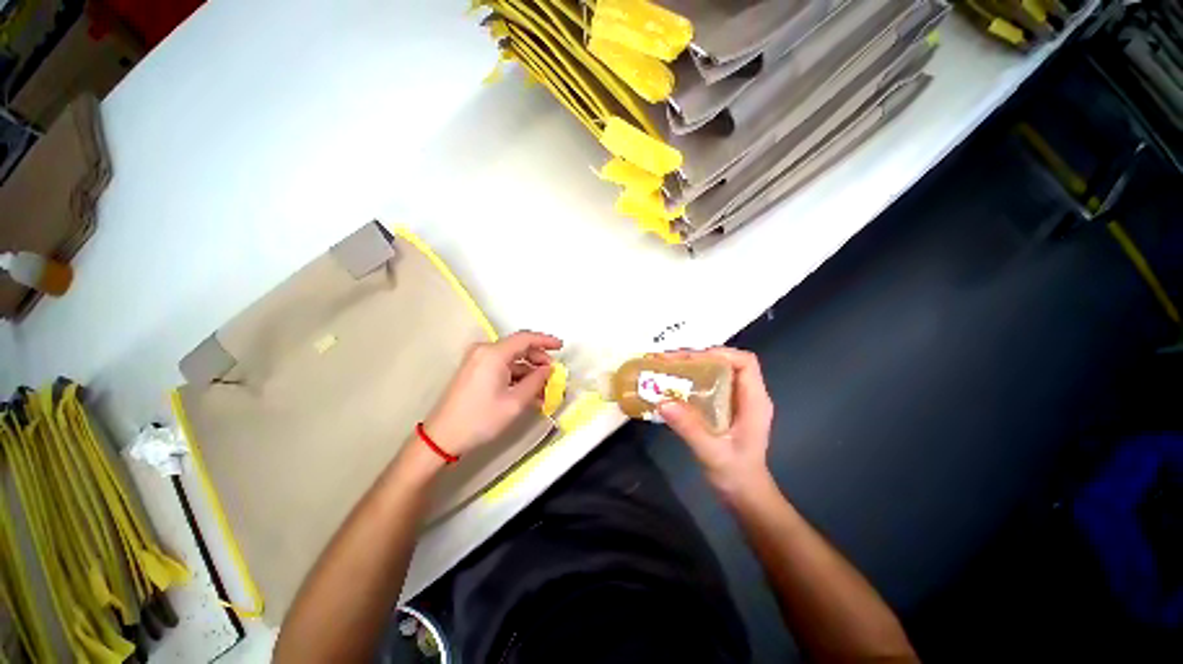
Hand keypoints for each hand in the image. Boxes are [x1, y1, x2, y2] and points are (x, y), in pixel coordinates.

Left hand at [423, 330, 561, 456]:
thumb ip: (536, 381)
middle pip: (518, 347)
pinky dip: (516, 376)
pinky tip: (528, 391)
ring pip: (511, 359)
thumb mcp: (515, 402)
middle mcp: (484, 351)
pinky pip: (501, 367)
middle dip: (538, 359)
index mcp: (494, 354)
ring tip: (543, 389)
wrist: (443, 437)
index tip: (561, 347)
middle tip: (552, 373)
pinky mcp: (474, 370)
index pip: (525, 338)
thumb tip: (548, 370)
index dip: (545, 341)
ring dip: (528, 371)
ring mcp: (477, 360)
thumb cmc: (480, 419)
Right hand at [658, 347, 774, 500]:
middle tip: (670, 361)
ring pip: (717, 372)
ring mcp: (737, 402)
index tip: (691, 358)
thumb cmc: (736, 475)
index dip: (720, 354)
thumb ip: (689, 427)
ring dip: (693, 367)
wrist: (745, 496)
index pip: (745, 362)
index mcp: (754, 401)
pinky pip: (710, 385)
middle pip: (727, 363)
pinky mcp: (726, 408)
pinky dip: (692, 380)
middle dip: (699, 357)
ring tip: (667, 368)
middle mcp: (748, 396)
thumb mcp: (711, 452)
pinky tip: (674, 386)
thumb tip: (663, 401)